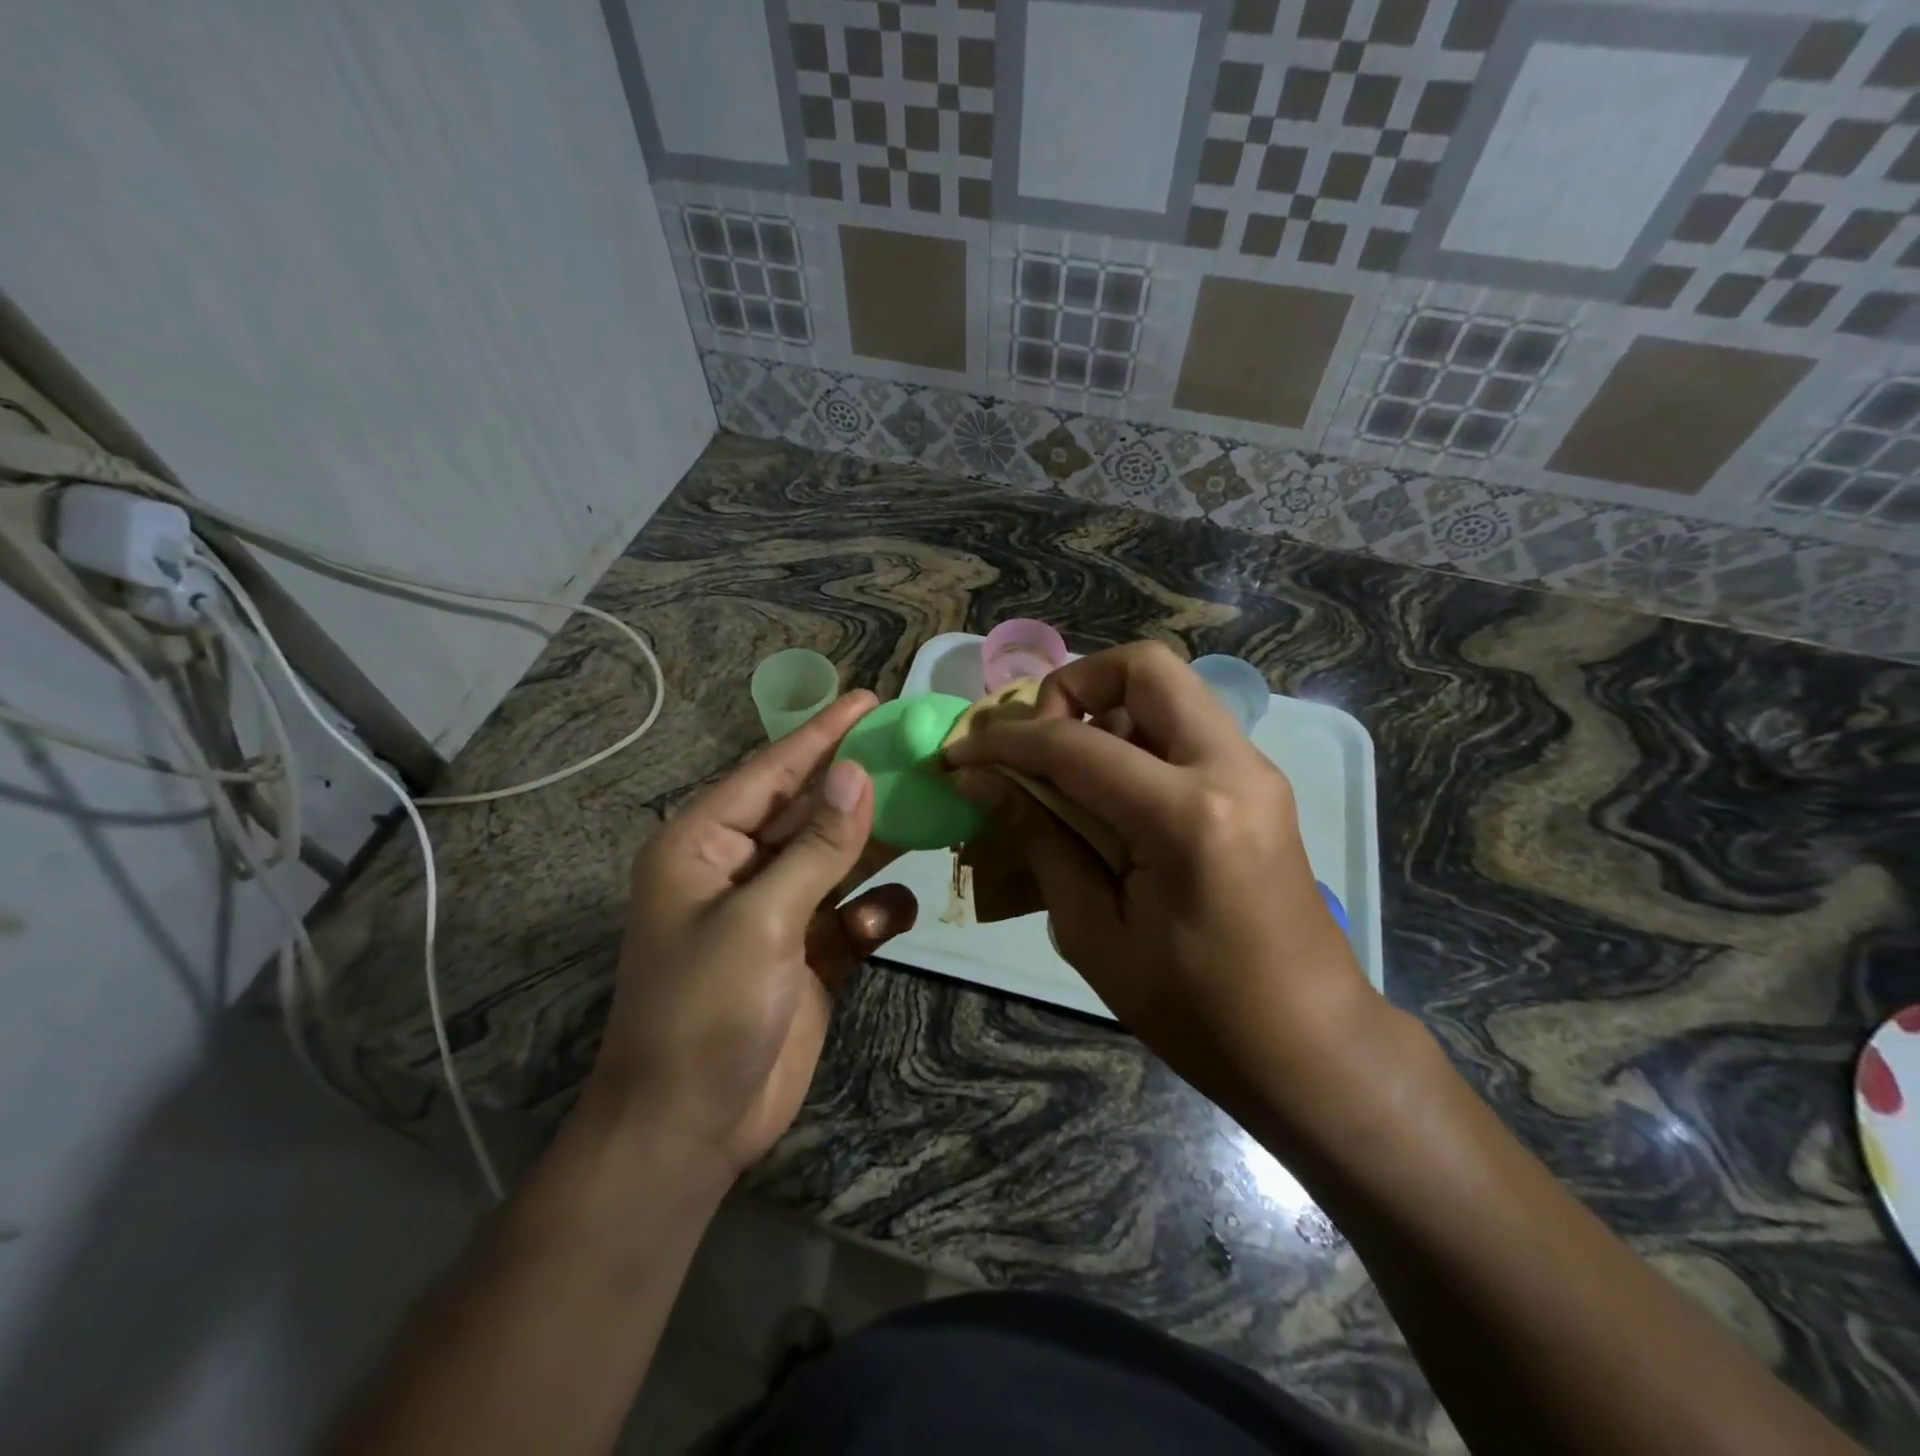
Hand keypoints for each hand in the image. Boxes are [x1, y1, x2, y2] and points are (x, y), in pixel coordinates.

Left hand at [586, 692, 913, 1178]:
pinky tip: (894, 913)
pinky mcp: (805, 955)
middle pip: (808, 811)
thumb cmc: (705, 1013)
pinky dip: (874, 912)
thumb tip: (857, 772)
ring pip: (835, 860)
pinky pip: (849, 916)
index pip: (770, 773)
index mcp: (704, 846)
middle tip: (916, 749)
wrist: (691, 1131)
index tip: (869, 699)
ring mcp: (774, 913)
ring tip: (931, 811)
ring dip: (876, 843)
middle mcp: (738, 869)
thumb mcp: (762, 921)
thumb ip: (816, 847)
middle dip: (858, 786)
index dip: (821, 734)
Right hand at [944, 642, 1383, 1136]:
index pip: (1075, 746)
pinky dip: (1136, 737)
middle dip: (1072, 688)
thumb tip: (982, 783)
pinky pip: (1185, 728)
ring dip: (1106, 710)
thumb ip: (1041, 841)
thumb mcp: (1095, 936)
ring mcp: (1253, 770)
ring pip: (1169, 690)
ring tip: (1067, 772)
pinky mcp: (1257, 784)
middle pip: (1144, 667)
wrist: (1310, 1045)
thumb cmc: (1196, 1011)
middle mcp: (1230, 769)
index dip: (1005, 744)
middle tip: (1037, 743)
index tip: (960, 756)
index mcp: (1187, 816)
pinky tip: (1109, 794)